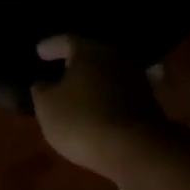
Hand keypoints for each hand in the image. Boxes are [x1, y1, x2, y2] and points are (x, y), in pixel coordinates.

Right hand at [30, 36, 167, 178]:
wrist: (134, 149)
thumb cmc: (81, 121)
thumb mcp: (47, 107)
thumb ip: (42, 89)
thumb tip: (44, 82)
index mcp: (90, 50)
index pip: (66, 41)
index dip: (51, 46)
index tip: (39, 52)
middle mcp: (117, 57)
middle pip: (93, 54)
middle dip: (76, 62)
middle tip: (60, 69)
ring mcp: (138, 79)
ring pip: (110, 73)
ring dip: (96, 80)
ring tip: (81, 90)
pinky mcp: (150, 103)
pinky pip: (123, 93)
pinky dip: (111, 96)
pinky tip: (104, 104)